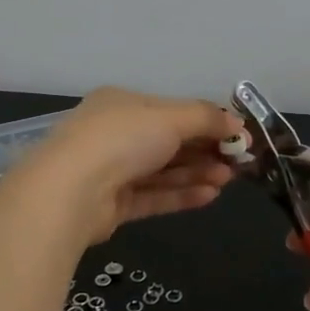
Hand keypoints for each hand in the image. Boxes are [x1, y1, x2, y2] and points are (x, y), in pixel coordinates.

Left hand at [12, 88, 240, 243]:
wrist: (71, 191)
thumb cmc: (121, 139)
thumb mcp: (170, 118)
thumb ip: (206, 119)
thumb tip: (238, 124)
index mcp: (122, 104)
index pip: (171, 110)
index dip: (206, 122)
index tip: (237, 135)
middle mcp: (115, 135)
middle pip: (168, 142)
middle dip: (204, 150)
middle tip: (238, 162)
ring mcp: (111, 171)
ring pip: (162, 171)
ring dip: (197, 173)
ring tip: (229, 179)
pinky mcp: (112, 206)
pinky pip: (152, 196)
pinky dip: (180, 195)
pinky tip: (210, 196)